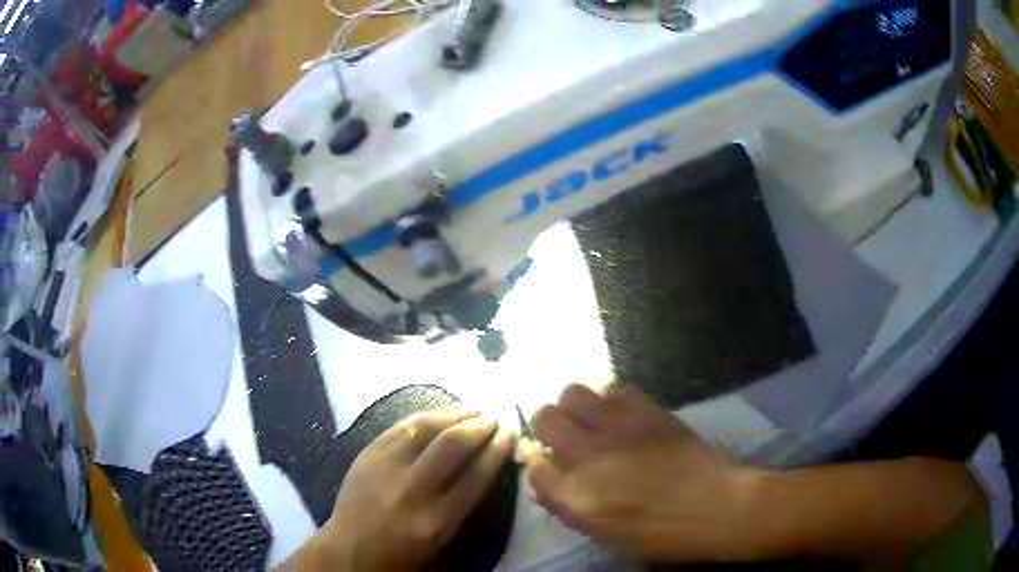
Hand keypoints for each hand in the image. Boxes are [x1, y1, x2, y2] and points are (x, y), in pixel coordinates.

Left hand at [311, 407, 514, 570]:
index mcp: (436, 521)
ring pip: (425, 429)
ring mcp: (386, 468)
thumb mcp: (440, 541)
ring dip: (453, 414)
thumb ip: (461, 505)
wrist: (349, 550)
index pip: (475, 477)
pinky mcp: (367, 456)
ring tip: (472, 409)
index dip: (496, 452)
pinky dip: (423, 417)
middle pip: (452, 446)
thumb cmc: (401, 555)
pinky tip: (437, 413)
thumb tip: (480, 466)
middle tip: (493, 420)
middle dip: (478, 428)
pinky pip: (399, 428)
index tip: (509, 436)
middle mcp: (412, 490)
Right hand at [521, 384, 762, 562]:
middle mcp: (588, 456)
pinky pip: (616, 389)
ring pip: (572, 393)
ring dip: (576, 408)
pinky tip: (624, 418)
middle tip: (569, 440)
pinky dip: (613, 401)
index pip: (533, 466)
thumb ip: (567, 506)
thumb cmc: (660, 534)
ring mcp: (618, 428)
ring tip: (593, 423)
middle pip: (545, 418)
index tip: (550, 466)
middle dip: (550, 428)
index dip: (539, 464)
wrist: (716, 507)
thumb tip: (545, 482)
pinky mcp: (647, 410)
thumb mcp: (605, 534)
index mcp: (575, 496)